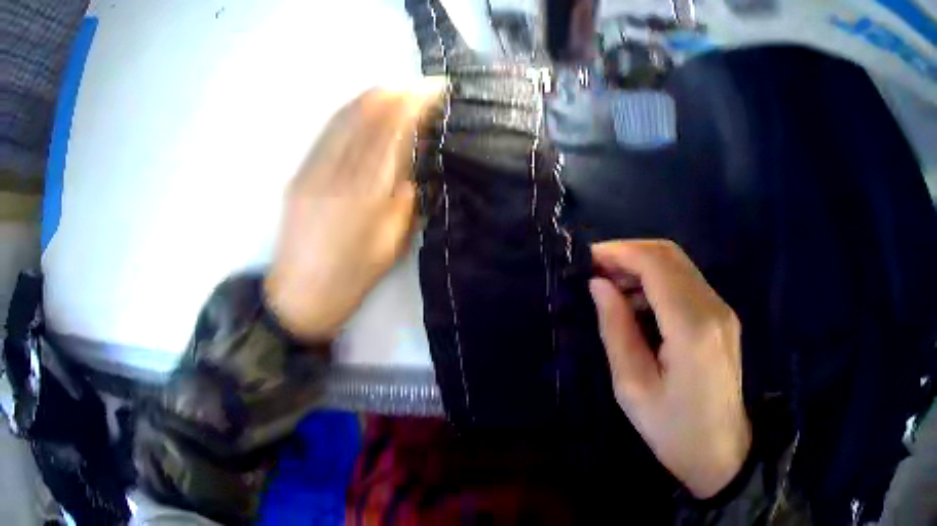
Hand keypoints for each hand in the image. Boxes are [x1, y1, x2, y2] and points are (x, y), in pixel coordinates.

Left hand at [265, 87, 439, 341]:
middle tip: (423, 85)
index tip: (437, 90)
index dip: (415, 103)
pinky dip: (350, 112)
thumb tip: (415, 158)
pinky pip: (327, 131)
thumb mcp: (392, 243)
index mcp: (366, 194)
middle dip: (398, 92)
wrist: (299, 296)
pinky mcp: (299, 173)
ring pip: (344, 117)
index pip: (393, 130)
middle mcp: (337, 173)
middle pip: (368, 114)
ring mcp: (312, 170)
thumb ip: (406, 197)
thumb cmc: (352, 278)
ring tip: (398, 88)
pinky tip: (365, 107)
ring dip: (373, 96)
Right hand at [589, 240, 750, 498]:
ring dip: (645, 266)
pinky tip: (640, 304)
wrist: (720, 451)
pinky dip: (661, 282)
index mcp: (691, 327)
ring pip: (681, 266)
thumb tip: (599, 286)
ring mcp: (723, 310)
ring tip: (612, 288)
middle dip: (630, 254)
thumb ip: (616, 330)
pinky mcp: (724, 318)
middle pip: (671, 255)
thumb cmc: (672, 429)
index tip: (587, 259)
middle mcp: (713, 307)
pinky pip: (689, 284)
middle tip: (596, 272)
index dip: (620, 252)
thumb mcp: (633, 388)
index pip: (656, 265)